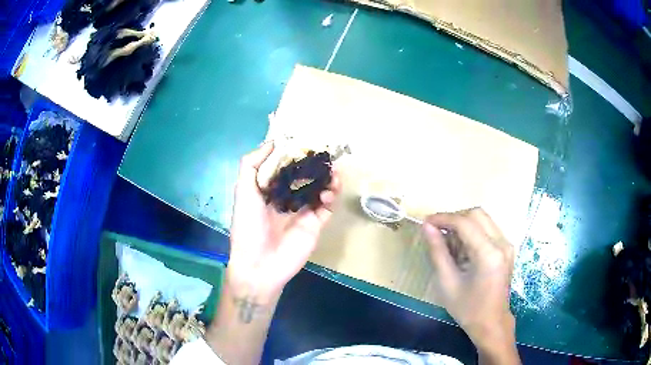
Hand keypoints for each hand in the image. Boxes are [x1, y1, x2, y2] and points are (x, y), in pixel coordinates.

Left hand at [228, 142, 339, 302]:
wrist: (259, 265)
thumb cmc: (248, 226)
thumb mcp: (243, 192)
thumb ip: (252, 165)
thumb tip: (271, 142)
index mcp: (268, 190)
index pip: (284, 167)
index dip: (294, 154)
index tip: (304, 140)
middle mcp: (286, 198)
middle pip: (304, 177)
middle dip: (314, 165)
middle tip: (324, 153)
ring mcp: (302, 212)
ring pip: (319, 190)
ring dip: (327, 179)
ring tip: (333, 170)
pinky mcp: (315, 225)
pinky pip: (327, 208)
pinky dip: (331, 197)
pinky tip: (330, 192)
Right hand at [423, 208, 517, 362]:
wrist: (491, 323)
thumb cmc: (468, 309)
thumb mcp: (447, 283)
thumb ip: (438, 251)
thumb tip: (426, 227)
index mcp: (489, 254)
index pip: (465, 223)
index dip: (443, 218)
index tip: (425, 222)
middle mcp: (502, 243)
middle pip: (476, 214)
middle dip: (454, 218)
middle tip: (437, 231)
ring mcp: (507, 244)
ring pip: (483, 219)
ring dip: (463, 225)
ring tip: (448, 243)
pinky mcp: (507, 248)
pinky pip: (488, 229)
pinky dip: (472, 232)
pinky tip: (462, 249)